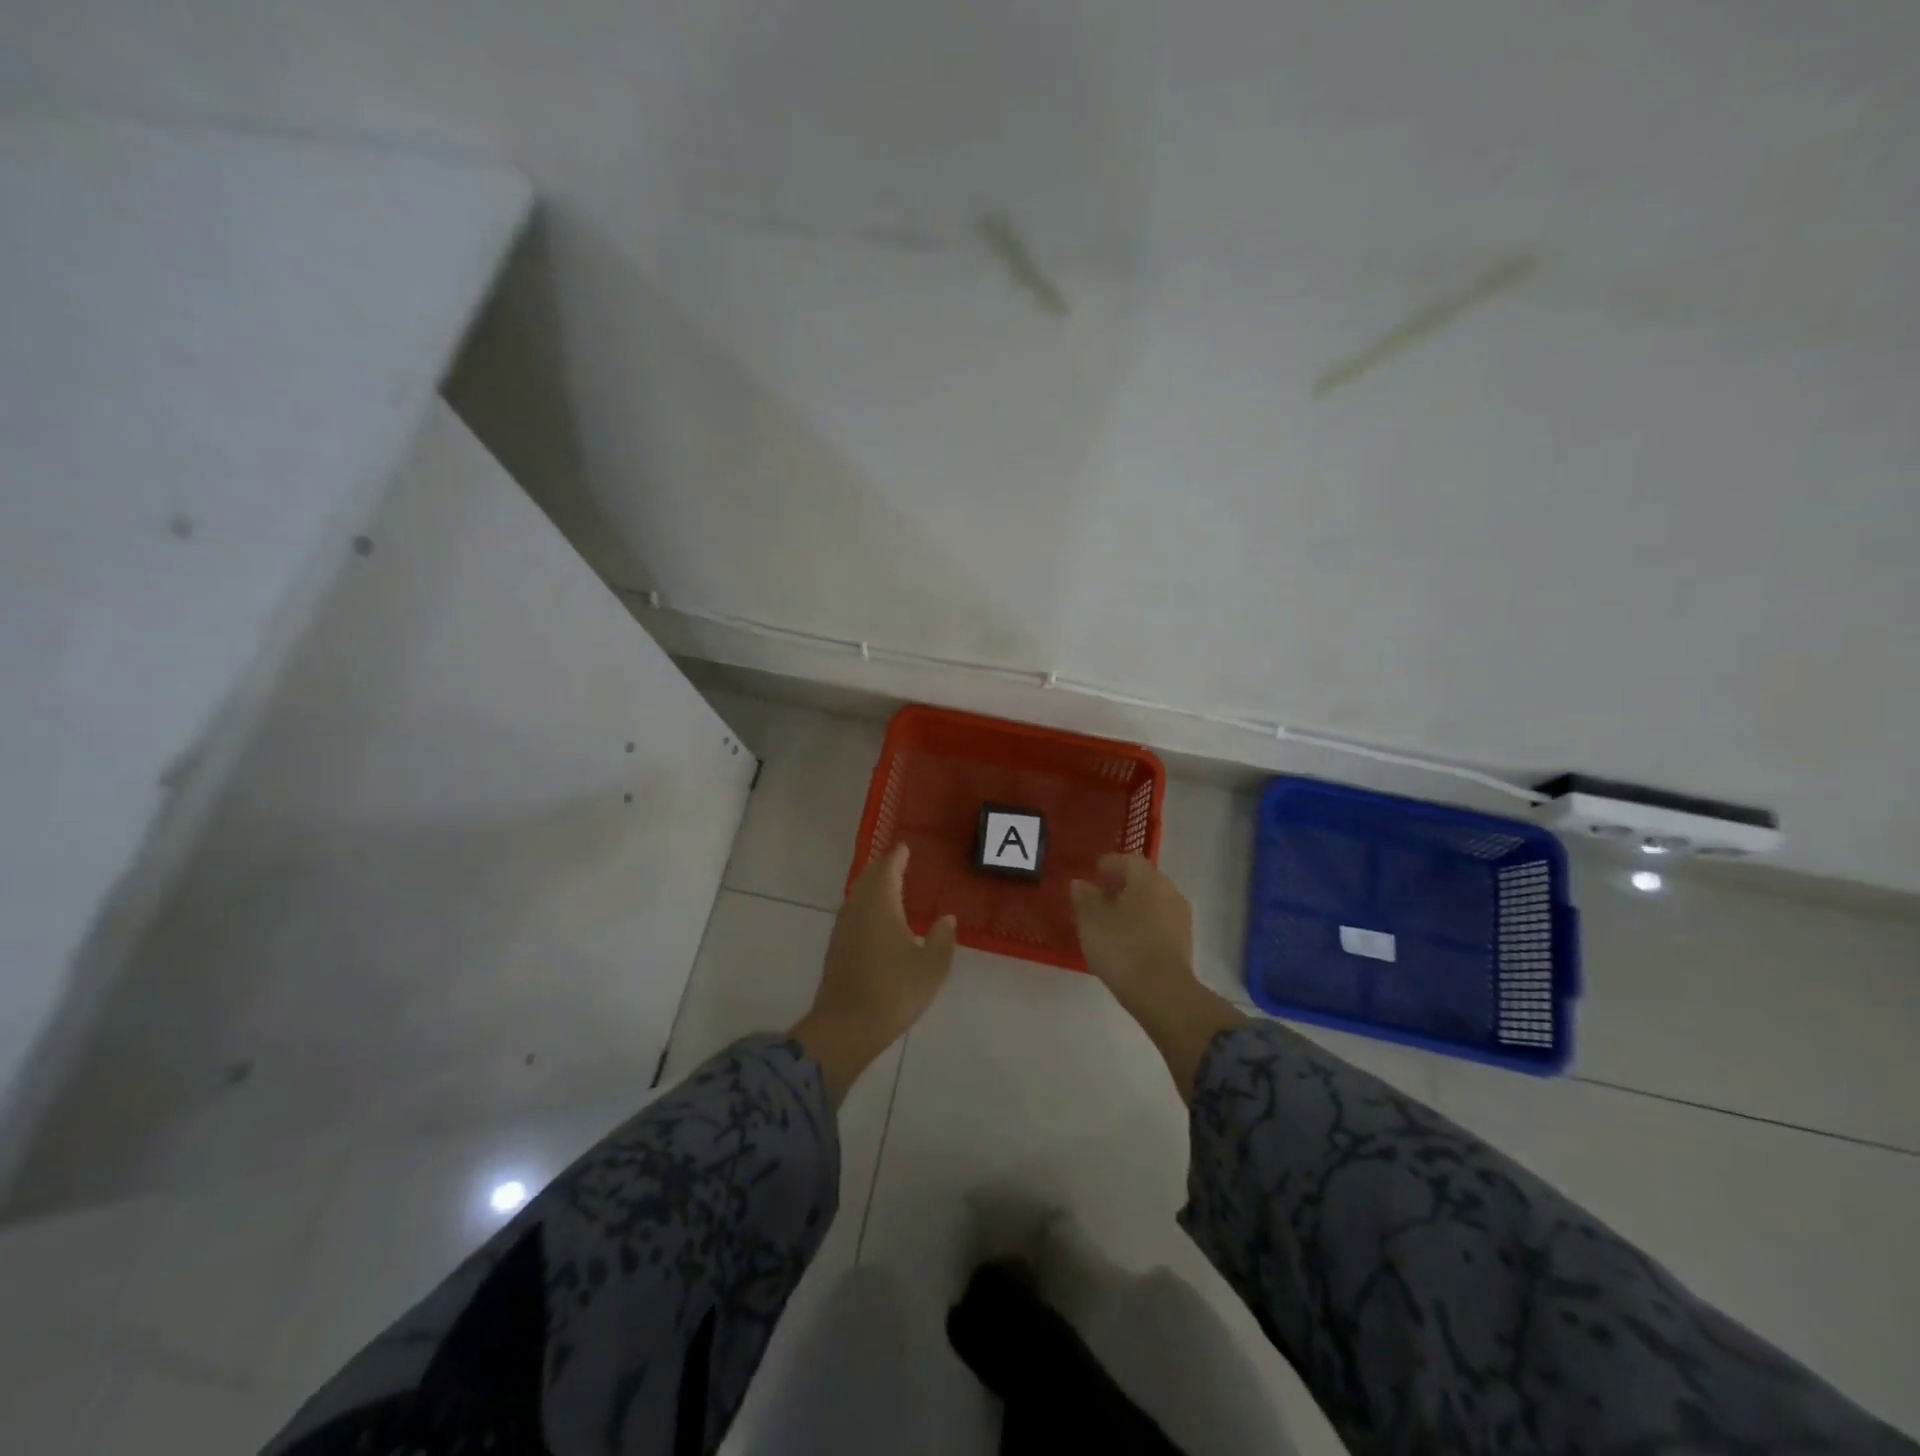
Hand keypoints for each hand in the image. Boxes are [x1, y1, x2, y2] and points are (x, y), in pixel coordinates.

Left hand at [792, 844, 956, 1105]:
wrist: (846, 1026)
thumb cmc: (893, 991)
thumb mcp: (931, 967)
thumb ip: (941, 938)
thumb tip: (947, 918)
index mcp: (881, 904)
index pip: (888, 868)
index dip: (897, 856)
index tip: (905, 847)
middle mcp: (858, 908)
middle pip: (869, 878)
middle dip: (883, 867)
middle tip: (898, 862)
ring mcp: (843, 928)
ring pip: (858, 895)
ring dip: (873, 886)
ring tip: (890, 886)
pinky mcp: (837, 947)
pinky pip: (853, 913)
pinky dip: (866, 905)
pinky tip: (877, 919)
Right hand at [1070, 854, 1243, 1098]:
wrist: (1162, 992)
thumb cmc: (1122, 947)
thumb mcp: (1091, 921)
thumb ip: (1084, 897)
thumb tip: (1081, 883)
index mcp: (1146, 877)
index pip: (1127, 860)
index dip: (1108, 865)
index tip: (1092, 875)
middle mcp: (1168, 890)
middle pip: (1142, 880)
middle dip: (1121, 886)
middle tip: (1099, 898)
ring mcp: (1180, 916)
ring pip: (1152, 902)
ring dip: (1133, 906)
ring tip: (1110, 923)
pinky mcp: (1184, 942)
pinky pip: (1159, 923)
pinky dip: (1143, 925)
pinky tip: (1127, 941)